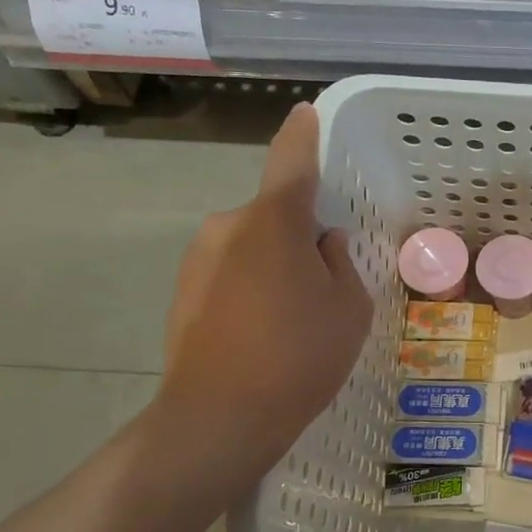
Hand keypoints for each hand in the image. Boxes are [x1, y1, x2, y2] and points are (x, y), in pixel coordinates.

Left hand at [148, 103, 371, 493]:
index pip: (292, 161)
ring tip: (294, 321)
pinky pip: (230, 274)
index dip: (303, 135)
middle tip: (325, 285)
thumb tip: (323, 245)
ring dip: (275, 266)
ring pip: (252, 247)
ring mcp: (198, 260)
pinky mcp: (182, 293)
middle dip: (300, 236)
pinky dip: (251, 289)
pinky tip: (264, 336)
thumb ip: (341, 264)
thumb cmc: (299, 356)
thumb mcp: (349, 308)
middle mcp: (228, 227)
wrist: (218, 419)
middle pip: (274, 216)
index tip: (305, 112)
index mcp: (274, 221)